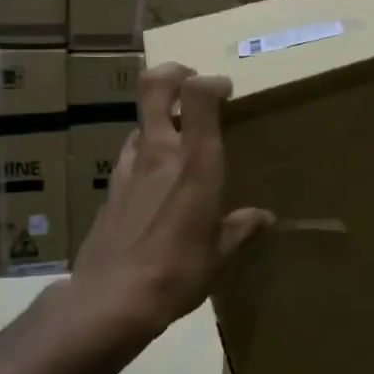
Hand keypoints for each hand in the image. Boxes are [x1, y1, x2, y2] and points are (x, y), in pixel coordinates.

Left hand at [72, 62, 273, 335]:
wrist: (110, 300)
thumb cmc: (177, 273)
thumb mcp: (221, 257)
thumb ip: (242, 230)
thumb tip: (264, 218)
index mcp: (194, 162)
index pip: (198, 95)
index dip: (213, 82)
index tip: (226, 92)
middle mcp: (159, 152)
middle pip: (154, 87)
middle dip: (173, 73)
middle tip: (191, 83)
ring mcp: (128, 167)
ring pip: (140, 120)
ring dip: (159, 117)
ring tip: (177, 137)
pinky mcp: (110, 188)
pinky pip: (129, 152)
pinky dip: (144, 150)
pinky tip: (154, 178)